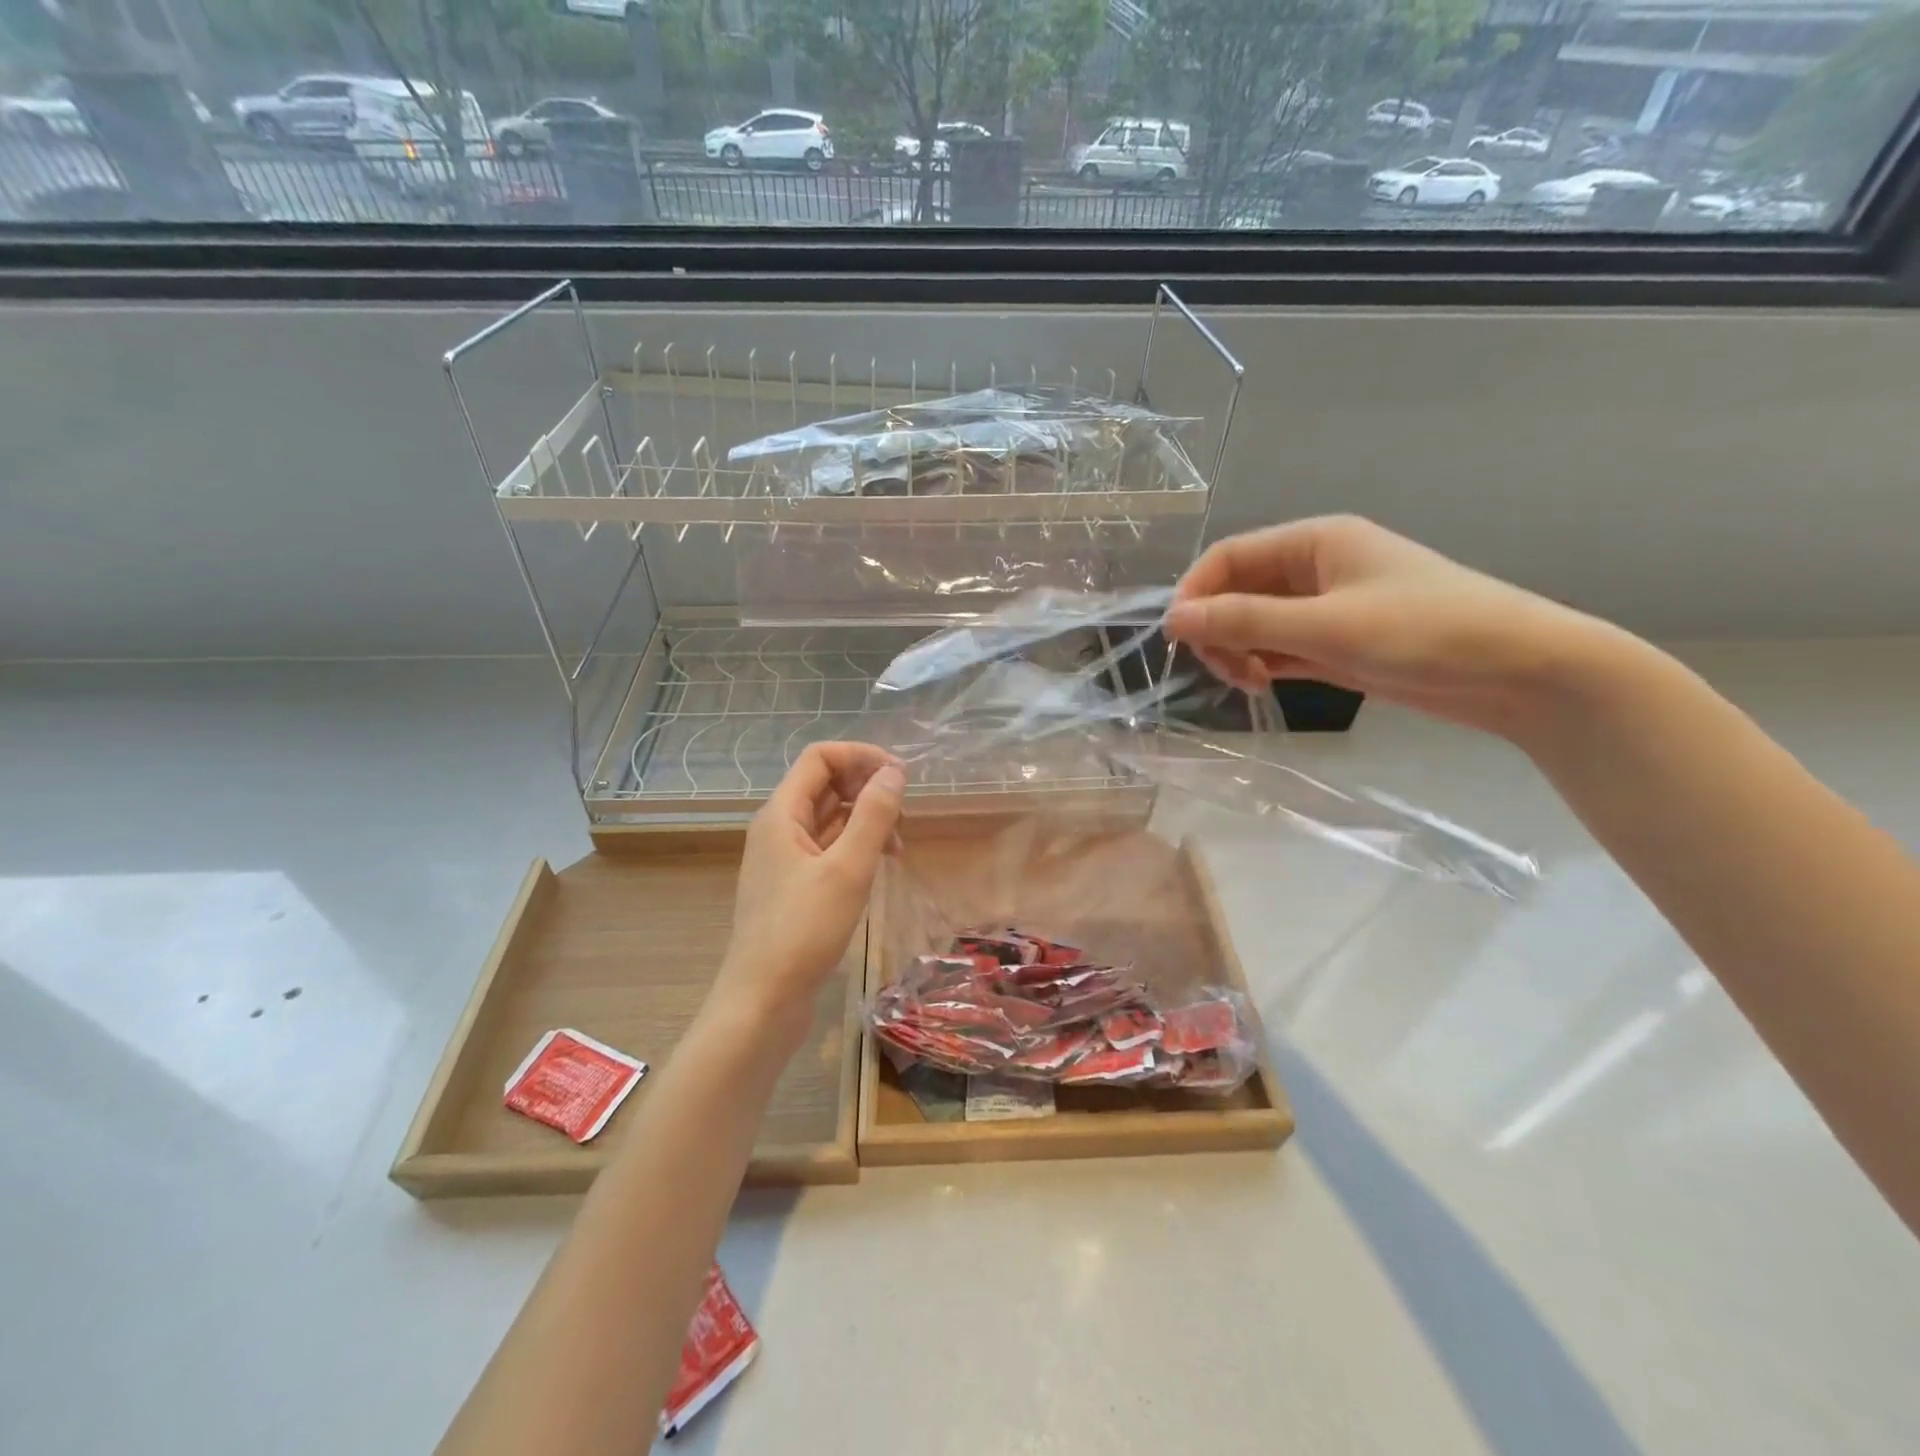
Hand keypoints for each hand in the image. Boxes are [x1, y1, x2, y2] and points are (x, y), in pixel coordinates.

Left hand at [710, 742, 905, 1038]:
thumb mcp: (848, 868)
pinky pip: (827, 849)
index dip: (861, 756)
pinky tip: (879, 865)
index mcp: (781, 813)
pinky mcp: (793, 887)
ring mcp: (784, 859)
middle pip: (824, 785)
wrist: (762, 1001)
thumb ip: (873, 815)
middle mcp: (778, 828)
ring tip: (899, 843)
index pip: (820, 757)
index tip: (900, 776)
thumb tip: (894, 772)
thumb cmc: (803, 931)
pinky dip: (855, 847)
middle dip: (866, 788)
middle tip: (904, 813)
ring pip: (829, 819)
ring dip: (865, 819)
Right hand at [1164, 515, 1603, 740]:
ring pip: (1256, 622)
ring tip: (1249, 682)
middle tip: (1224, 669)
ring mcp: (1327, 607)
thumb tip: (1173, 620)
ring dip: (1239, 649)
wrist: (1519, 671)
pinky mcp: (1338, 643)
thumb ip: (1245, 621)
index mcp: (1315, 541)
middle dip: (1218, 628)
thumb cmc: (1424, 632)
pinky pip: (1280, 646)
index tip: (1177, 639)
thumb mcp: (1326, 625)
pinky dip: (1263, 664)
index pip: (1229, 557)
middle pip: (1238, 590)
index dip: (1195, 593)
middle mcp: (1315, 568)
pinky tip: (1263, 684)